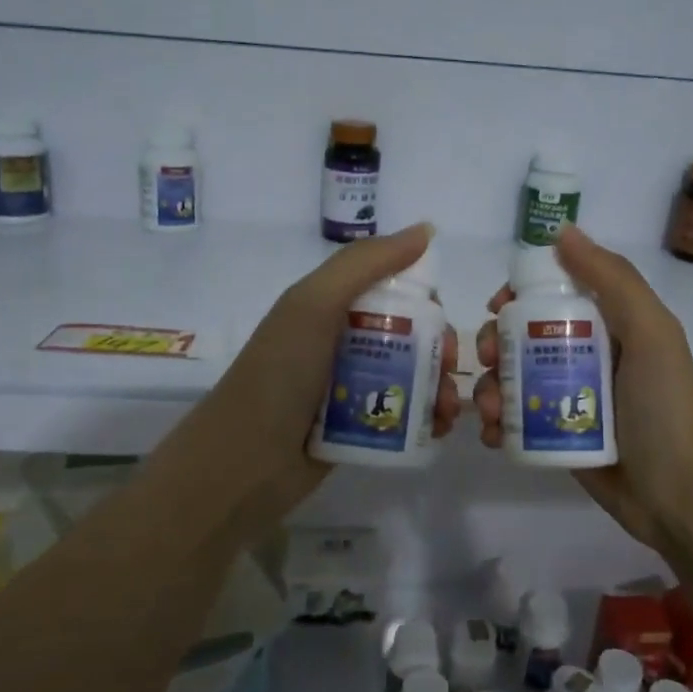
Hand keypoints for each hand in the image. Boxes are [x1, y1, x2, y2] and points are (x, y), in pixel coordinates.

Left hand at [147, 224, 460, 525]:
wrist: (244, 462)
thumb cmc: (280, 373)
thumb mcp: (315, 304)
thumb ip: (366, 262)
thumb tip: (427, 229)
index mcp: (330, 306)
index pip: (393, 289)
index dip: (425, 300)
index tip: (440, 322)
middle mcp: (342, 342)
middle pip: (410, 334)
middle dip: (439, 348)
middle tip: (448, 369)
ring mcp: (349, 387)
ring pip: (412, 376)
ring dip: (440, 387)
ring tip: (448, 410)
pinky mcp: (357, 427)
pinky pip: (403, 413)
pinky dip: (427, 417)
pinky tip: (440, 428)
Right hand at [473, 225, 692, 551]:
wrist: (677, 495)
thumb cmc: (664, 408)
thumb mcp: (650, 333)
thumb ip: (612, 279)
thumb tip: (561, 231)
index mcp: (610, 324)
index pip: (553, 292)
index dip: (520, 294)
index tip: (498, 307)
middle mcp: (586, 355)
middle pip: (522, 335)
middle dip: (494, 342)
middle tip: (486, 359)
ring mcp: (568, 397)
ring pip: (511, 378)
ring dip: (488, 386)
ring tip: (490, 410)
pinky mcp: (556, 435)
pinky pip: (514, 418)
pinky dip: (495, 422)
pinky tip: (492, 433)